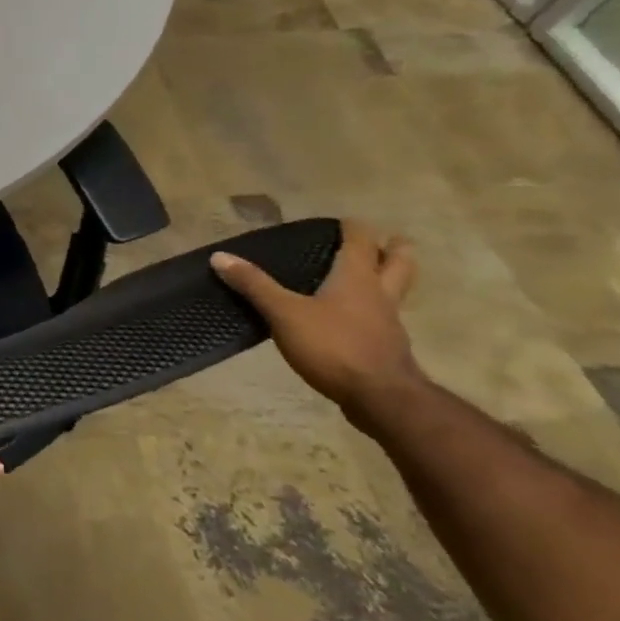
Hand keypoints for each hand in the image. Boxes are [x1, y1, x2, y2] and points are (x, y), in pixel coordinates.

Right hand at [212, 219, 423, 430]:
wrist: (381, 398)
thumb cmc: (333, 346)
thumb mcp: (283, 313)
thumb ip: (254, 285)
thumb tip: (220, 256)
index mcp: (357, 277)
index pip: (360, 239)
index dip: (350, 226)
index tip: (335, 222)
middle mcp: (379, 293)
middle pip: (399, 261)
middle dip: (391, 248)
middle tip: (376, 242)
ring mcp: (388, 322)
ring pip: (396, 289)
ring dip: (387, 278)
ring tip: (364, 277)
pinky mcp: (387, 347)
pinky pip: (383, 317)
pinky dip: (373, 310)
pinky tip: (351, 319)